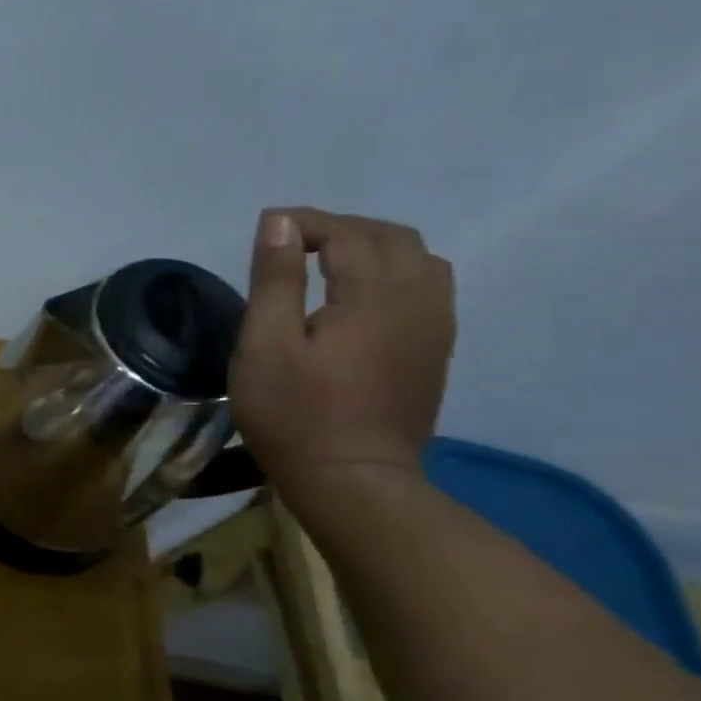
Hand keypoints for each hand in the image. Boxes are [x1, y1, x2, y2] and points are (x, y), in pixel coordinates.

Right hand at [230, 209, 455, 498]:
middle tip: (290, 244)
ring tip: (325, 263)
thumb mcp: (265, 345)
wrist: (353, 479)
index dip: (305, 222)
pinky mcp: (436, 350)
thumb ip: (275, 280)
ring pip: (418, 259)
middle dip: (340, 228)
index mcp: (373, 295)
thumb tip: (279, 223)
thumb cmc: (293, 412)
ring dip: (371, 247)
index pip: (347, 232)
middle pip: (391, 237)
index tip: (264, 229)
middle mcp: (418, 300)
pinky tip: (359, 295)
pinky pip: (428, 287)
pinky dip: (393, 272)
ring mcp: (435, 326)